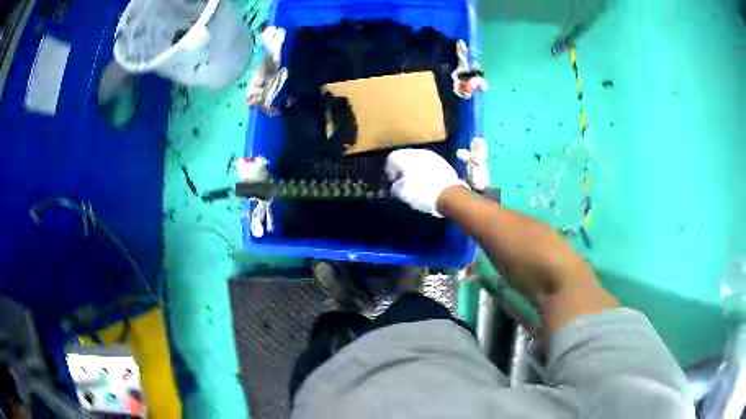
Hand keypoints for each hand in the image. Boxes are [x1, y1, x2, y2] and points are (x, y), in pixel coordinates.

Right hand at [385, 149, 467, 216]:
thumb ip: (395, 187)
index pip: (392, 158)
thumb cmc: (422, 193)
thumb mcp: (403, 194)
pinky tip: (428, 180)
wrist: (449, 194)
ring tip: (416, 181)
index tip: (392, 180)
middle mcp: (418, 152)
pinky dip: (426, 169)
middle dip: (402, 167)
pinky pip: (429, 163)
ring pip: (418, 159)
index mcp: (405, 157)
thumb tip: (396, 185)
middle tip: (402, 180)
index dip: (389, 169)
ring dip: (415, 167)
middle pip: (405, 156)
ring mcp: (432, 155)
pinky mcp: (443, 161)